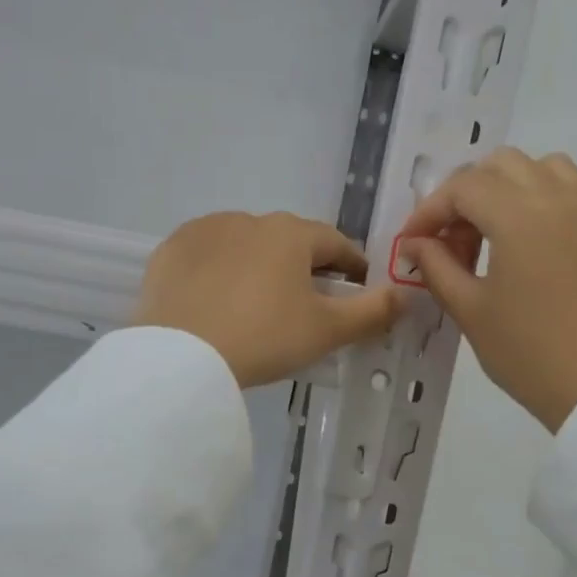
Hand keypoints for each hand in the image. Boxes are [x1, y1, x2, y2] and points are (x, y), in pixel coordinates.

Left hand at [133, 212, 404, 387]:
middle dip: (303, 266)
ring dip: (259, 265)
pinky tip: (216, 299)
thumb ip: (372, 311)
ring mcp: (205, 230)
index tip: (357, 287)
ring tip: (256, 303)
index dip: (351, 266)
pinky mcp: (171, 250)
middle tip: (306, 303)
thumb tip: (405, 296)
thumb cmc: (264, 338)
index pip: (335, 243)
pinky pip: (206, 256)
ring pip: (245, 245)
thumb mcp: (326, 331)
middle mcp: (249, 219)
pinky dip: (218, 271)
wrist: (182, 357)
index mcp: (291, 233)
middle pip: (289, 241)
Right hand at [398, 149, 576, 430]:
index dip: (430, 210)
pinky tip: (537, 251)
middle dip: (468, 192)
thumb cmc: (528, 352)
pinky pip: (576, 197)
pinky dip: (546, 204)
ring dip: (511, 187)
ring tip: (497, 231)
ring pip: (546, 169)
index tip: (414, 242)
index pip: (463, 187)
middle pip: (503, 165)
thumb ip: (437, 267)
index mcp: (519, 215)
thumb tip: (417, 243)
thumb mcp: (470, 311)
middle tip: (454, 238)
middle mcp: (559, 199)